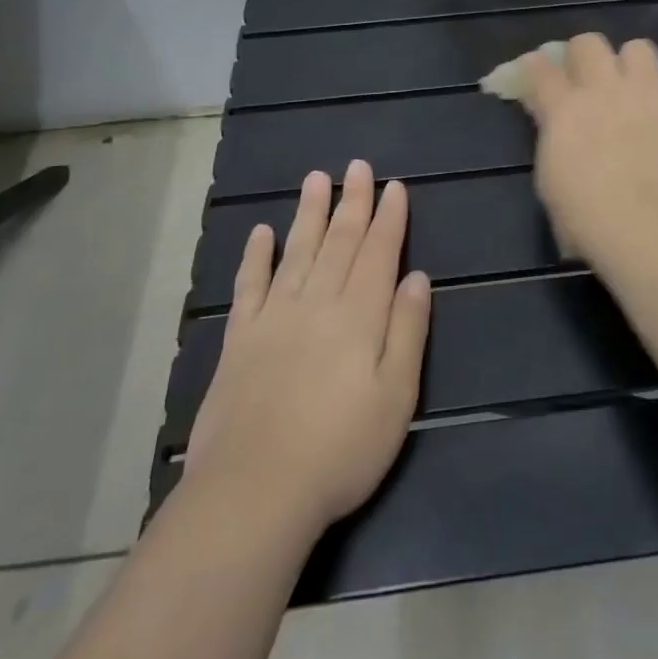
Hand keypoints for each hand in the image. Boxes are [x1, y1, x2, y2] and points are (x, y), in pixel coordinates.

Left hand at [186, 161, 430, 534]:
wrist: (254, 492)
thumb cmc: (340, 449)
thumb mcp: (396, 396)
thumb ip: (407, 331)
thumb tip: (417, 277)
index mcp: (359, 315)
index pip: (378, 253)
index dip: (388, 217)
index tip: (394, 185)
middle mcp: (317, 303)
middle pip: (339, 242)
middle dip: (352, 202)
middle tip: (356, 167)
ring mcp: (274, 318)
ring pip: (297, 252)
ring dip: (309, 214)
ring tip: (315, 179)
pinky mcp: (240, 341)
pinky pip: (249, 287)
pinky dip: (256, 257)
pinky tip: (261, 233)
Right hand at [518, 34, 657, 269]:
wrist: (655, 233)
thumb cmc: (590, 222)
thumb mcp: (551, 184)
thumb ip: (554, 144)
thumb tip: (559, 131)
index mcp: (564, 110)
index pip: (540, 69)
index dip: (533, 67)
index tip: (534, 73)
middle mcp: (605, 90)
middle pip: (588, 43)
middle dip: (583, 55)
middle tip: (586, 80)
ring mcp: (649, 96)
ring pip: (638, 48)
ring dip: (630, 65)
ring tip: (632, 90)